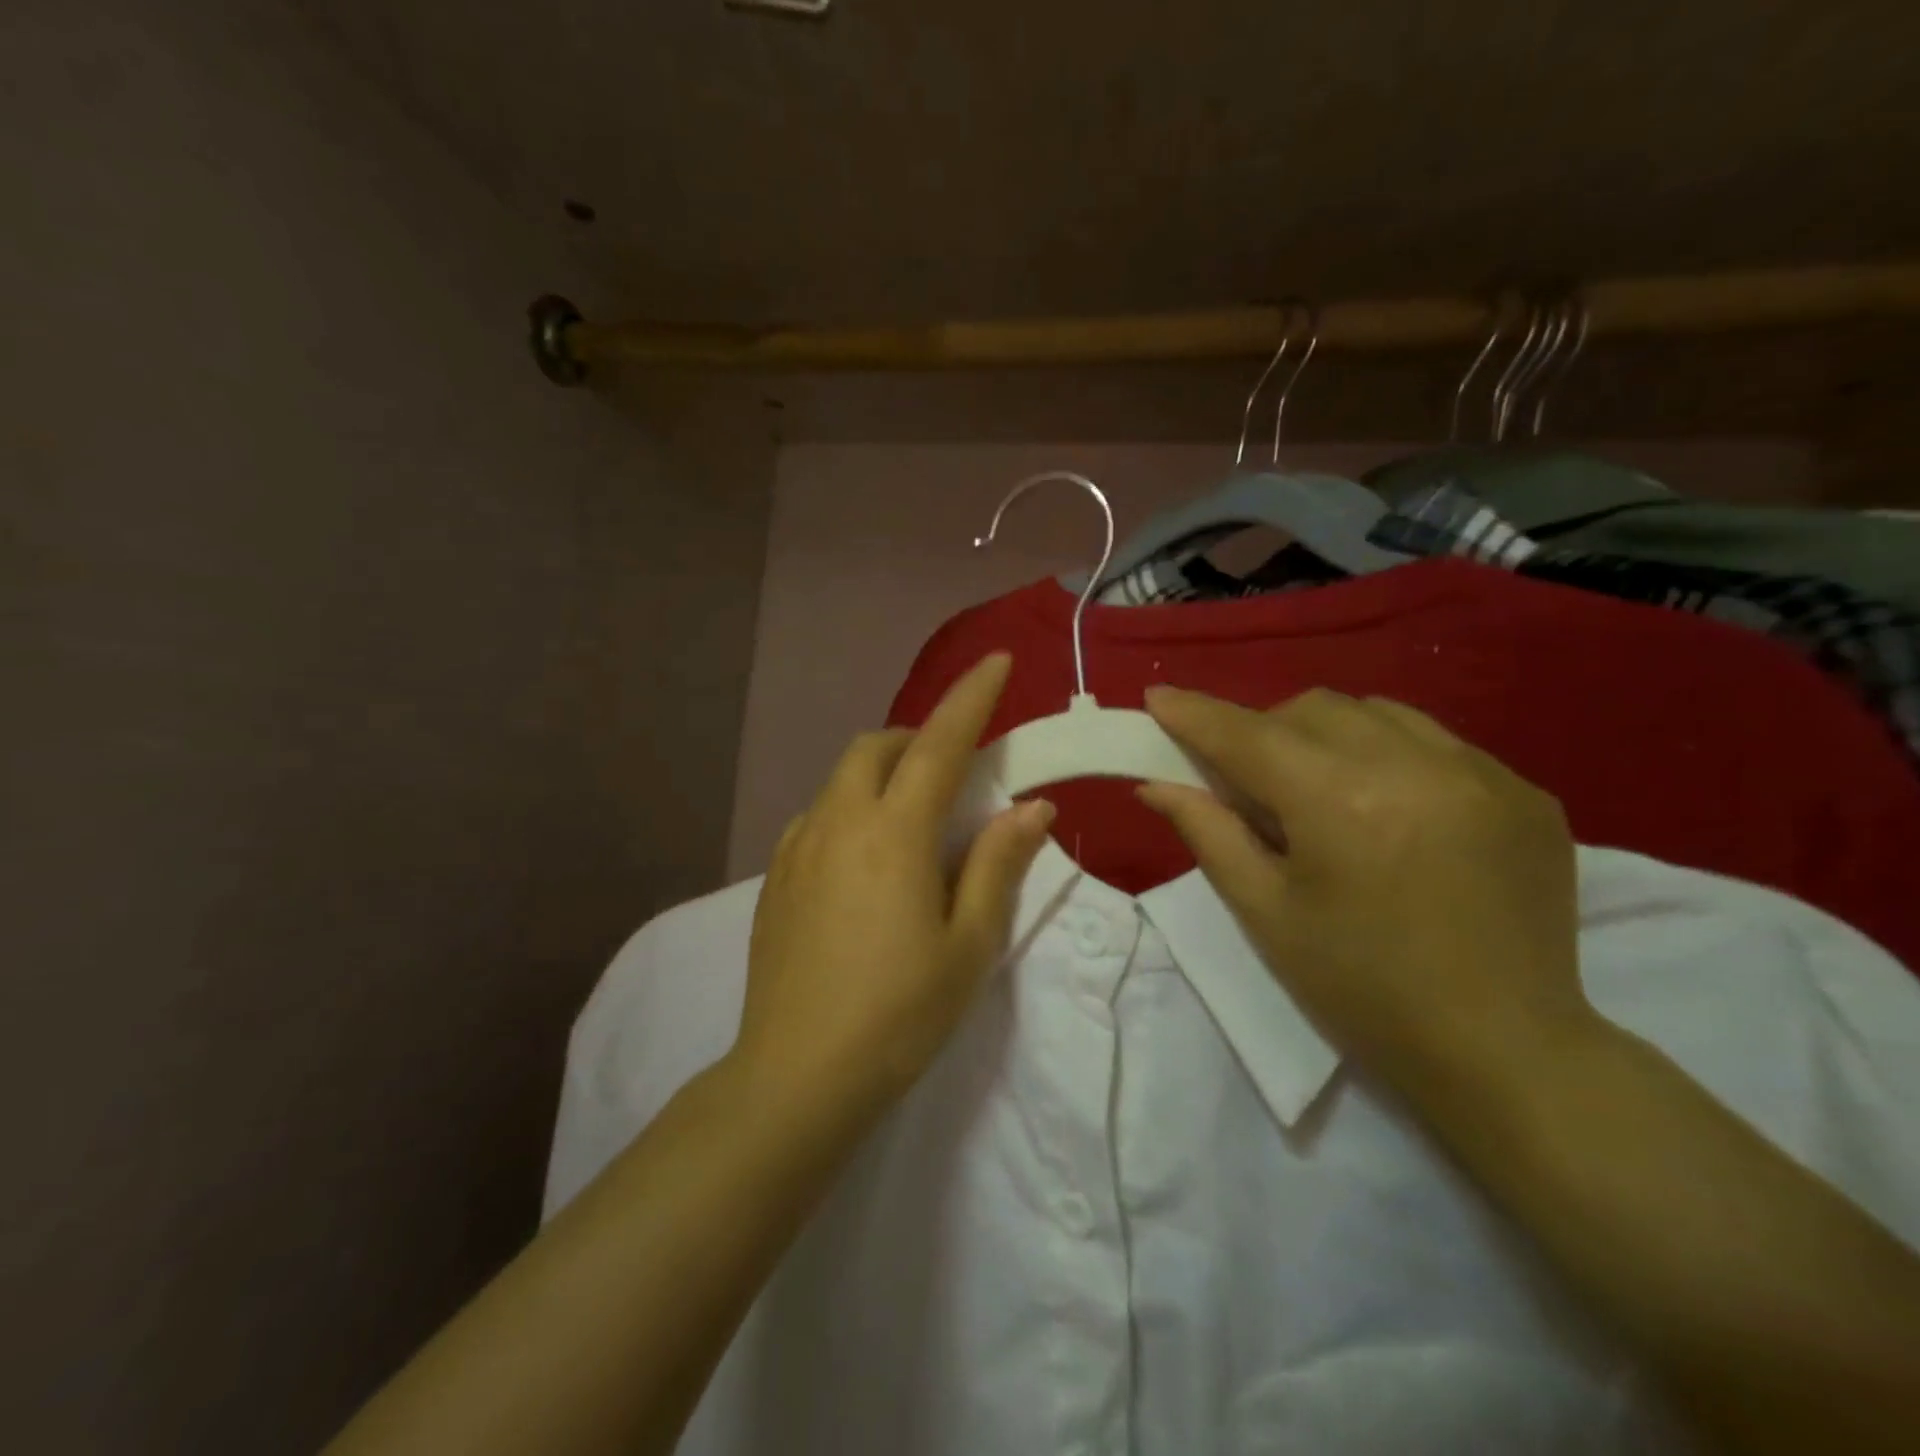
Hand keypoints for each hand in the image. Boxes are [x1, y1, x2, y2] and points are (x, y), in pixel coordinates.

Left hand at [732, 653, 1053, 1115]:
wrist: (797, 1075)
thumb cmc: (899, 1013)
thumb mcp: (969, 943)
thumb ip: (998, 863)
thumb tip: (1030, 806)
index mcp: (894, 834)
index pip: (939, 744)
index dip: (971, 698)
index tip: (996, 661)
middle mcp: (839, 823)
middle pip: (876, 747)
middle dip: (917, 737)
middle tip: (952, 769)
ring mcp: (798, 848)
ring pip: (842, 779)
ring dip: (882, 773)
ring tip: (912, 817)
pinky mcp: (774, 877)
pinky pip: (817, 815)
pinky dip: (850, 809)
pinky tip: (864, 857)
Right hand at [1138, 686, 1590, 1102]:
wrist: (1504, 1052)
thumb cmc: (1360, 989)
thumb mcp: (1265, 913)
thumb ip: (1208, 832)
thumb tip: (1156, 784)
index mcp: (1340, 802)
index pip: (1248, 736)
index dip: (1197, 715)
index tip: (1158, 698)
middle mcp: (1414, 766)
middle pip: (1311, 709)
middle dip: (1265, 732)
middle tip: (1251, 784)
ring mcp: (1482, 773)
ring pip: (1375, 712)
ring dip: (1328, 736)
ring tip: (1325, 793)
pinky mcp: (1524, 792)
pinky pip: (1436, 743)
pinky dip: (1391, 758)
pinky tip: (1393, 814)